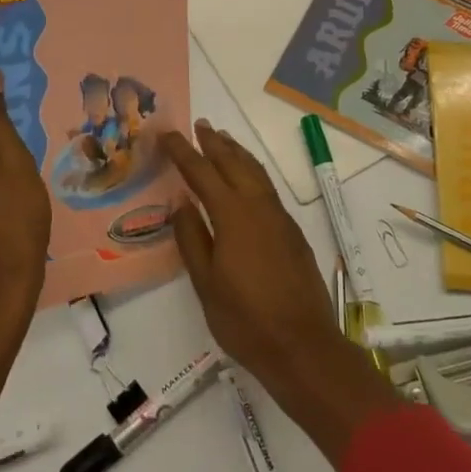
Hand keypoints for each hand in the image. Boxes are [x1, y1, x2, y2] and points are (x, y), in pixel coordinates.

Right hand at [161, 121, 399, 464]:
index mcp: (233, 215)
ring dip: (237, 153)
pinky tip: (247, 180)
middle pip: (234, 163)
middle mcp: (259, 207)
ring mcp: (280, 218)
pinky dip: (252, 172)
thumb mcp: (206, 283)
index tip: (167, 133)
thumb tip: (181, 201)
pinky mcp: (292, 232)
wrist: (303, 346)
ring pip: (256, 172)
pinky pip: (268, 188)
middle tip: (199, 125)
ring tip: (222, 139)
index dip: (183, 151)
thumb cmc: (246, 319)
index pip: (202, 172)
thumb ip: (192, 237)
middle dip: (214, 142)